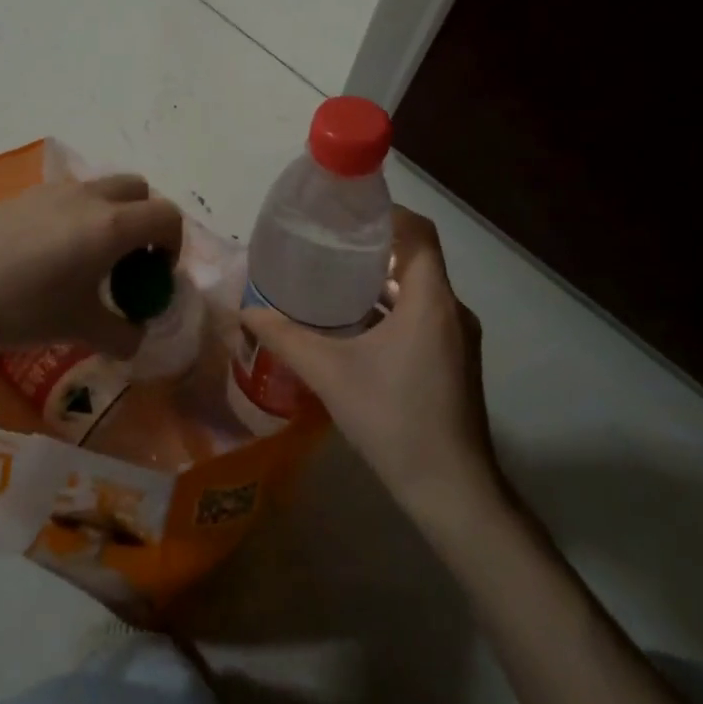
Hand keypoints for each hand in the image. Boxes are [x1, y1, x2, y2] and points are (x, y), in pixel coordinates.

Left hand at [0, 173, 184, 360]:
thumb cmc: (25, 309)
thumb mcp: (81, 330)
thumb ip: (122, 335)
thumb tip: (136, 338)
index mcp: (112, 226)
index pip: (166, 216)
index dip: (173, 243)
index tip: (157, 273)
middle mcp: (89, 197)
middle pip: (138, 189)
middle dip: (145, 219)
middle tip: (130, 259)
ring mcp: (54, 191)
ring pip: (100, 188)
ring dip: (111, 214)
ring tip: (87, 258)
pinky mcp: (24, 194)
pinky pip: (67, 197)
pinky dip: (77, 216)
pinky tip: (49, 255)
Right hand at [239, 206, 495, 510]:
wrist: (453, 492)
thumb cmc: (394, 420)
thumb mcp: (330, 374)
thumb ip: (286, 338)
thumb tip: (245, 311)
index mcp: (431, 300)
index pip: (419, 232)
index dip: (387, 213)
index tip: (347, 211)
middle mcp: (452, 310)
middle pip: (417, 257)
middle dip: (374, 246)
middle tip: (327, 243)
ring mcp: (458, 338)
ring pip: (419, 290)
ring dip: (381, 281)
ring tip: (333, 280)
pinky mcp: (454, 362)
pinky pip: (423, 316)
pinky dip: (391, 310)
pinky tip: (354, 327)